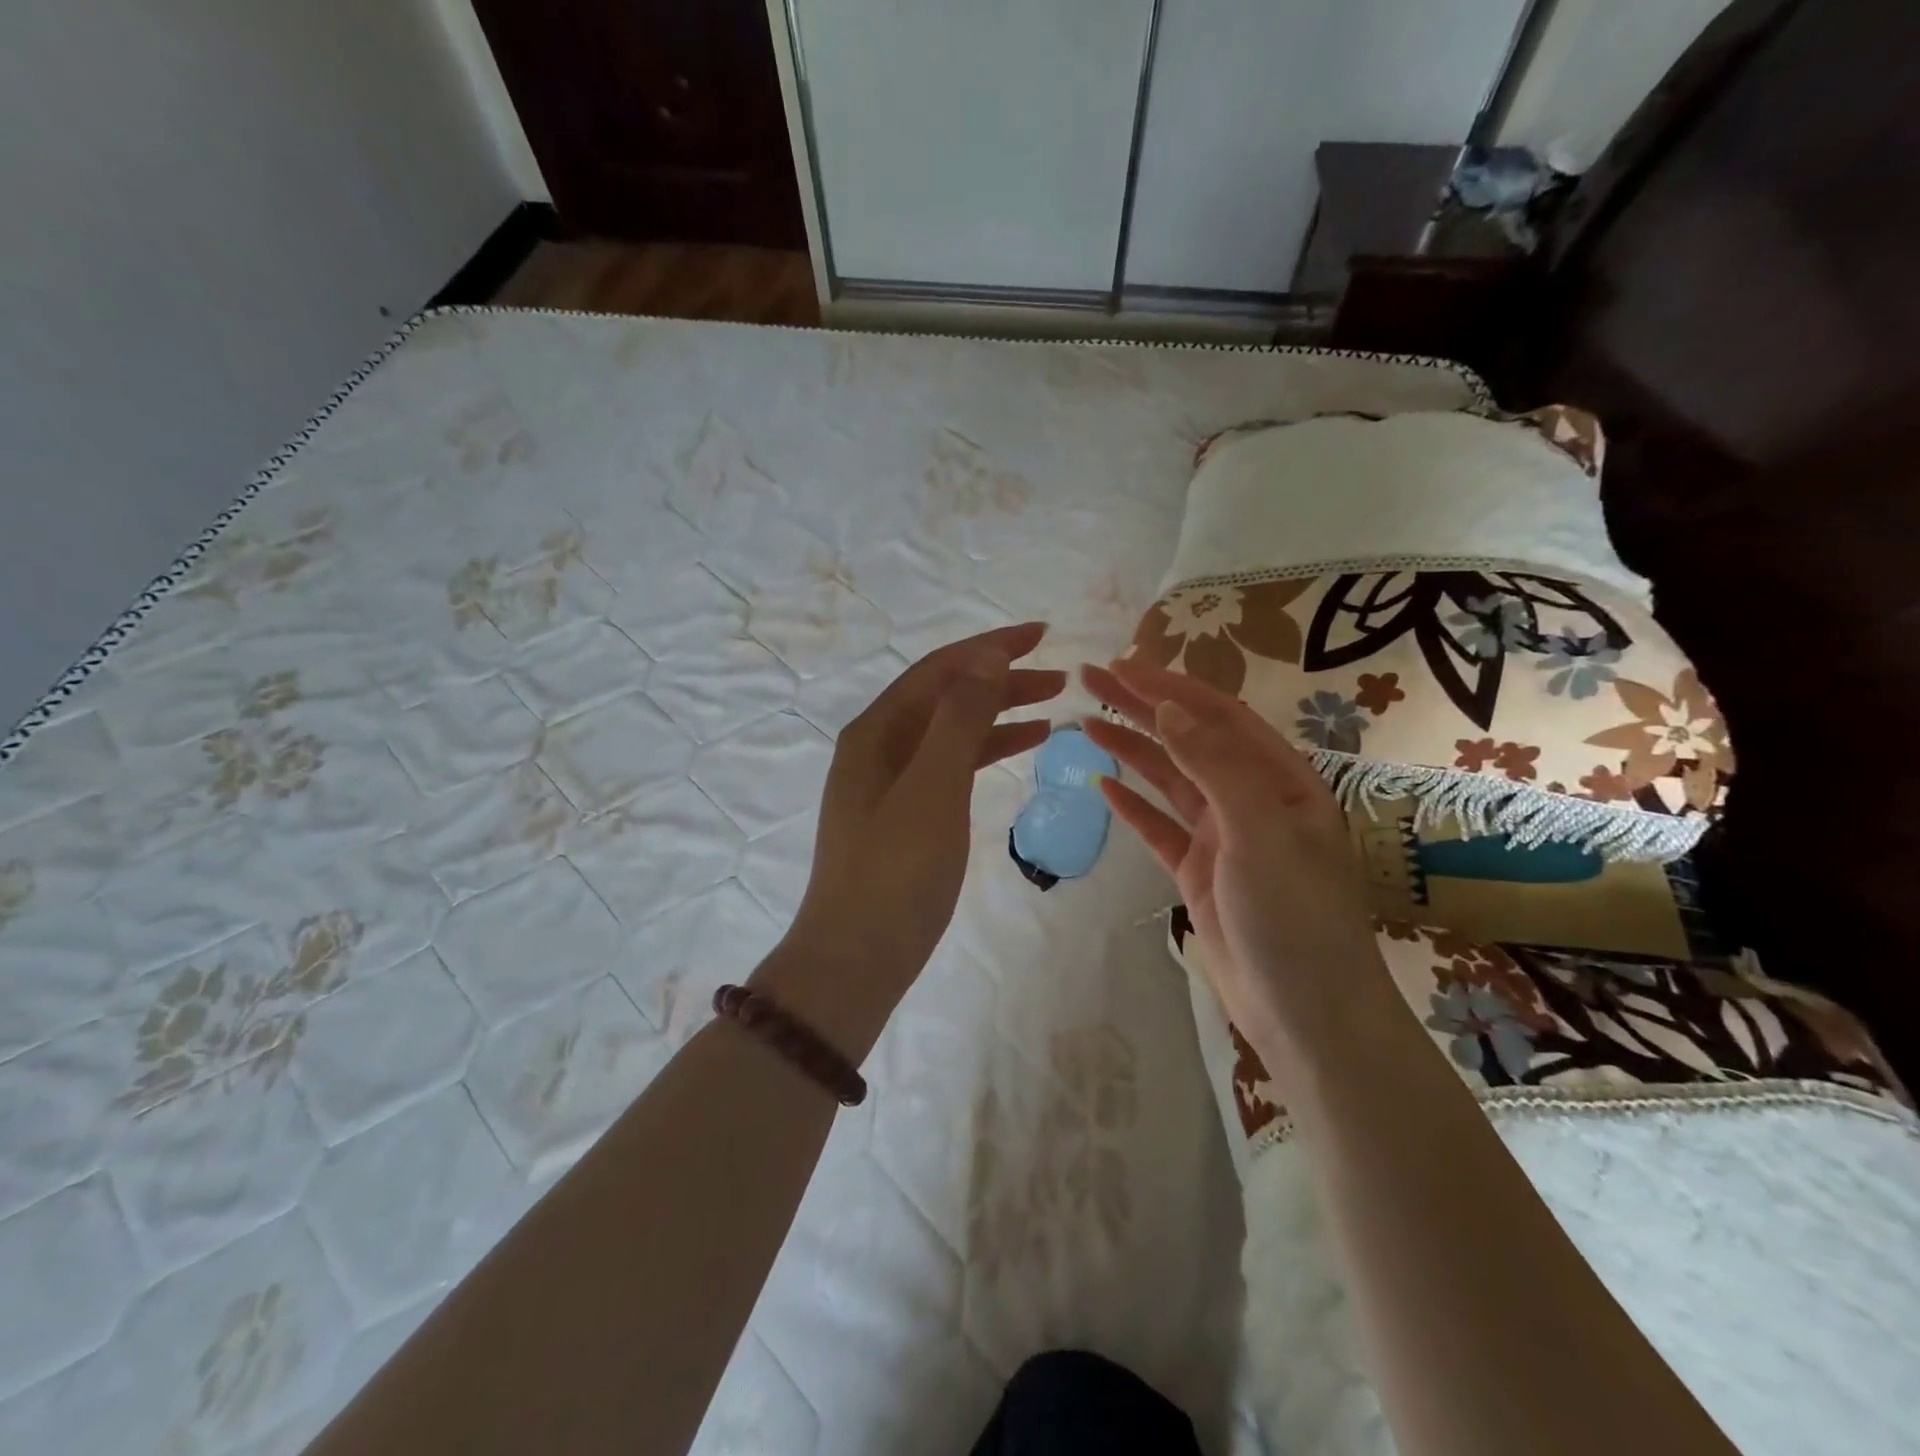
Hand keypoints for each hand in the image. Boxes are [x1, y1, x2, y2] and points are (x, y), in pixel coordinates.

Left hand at [780, 623, 1063, 1008]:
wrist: (855, 959)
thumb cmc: (894, 873)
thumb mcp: (932, 788)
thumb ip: (959, 719)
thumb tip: (986, 657)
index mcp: (876, 731)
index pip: (940, 670)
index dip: (991, 647)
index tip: (1043, 634)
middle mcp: (879, 746)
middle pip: (946, 696)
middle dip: (1001, 679)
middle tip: (1060, 676)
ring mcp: (891, 782)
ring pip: (952, 731)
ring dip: (999, 713)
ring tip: (1053, 706)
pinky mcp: (906, 814)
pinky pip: (952, 765)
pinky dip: (986, 751)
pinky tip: (1020, 747)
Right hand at [1082, 659, 1392, 1070]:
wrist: (1306, 1013)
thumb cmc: (1295, 916)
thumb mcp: (1260, 831)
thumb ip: (1215, 765)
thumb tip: (1169, 706)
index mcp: (1279, 779)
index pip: (1217, 715)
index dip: (1168, 687)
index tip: (1120, 666)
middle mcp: (1251, 799)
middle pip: (1187, 739)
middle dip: (1141, 706)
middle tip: (1090, 679)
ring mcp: (1223, 837)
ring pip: (1169, 779)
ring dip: (1130, 748)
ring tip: (1086, 722)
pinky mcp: (1198, 872)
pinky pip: (1159, 827)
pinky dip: (1132, 805)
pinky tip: (1103, 784)